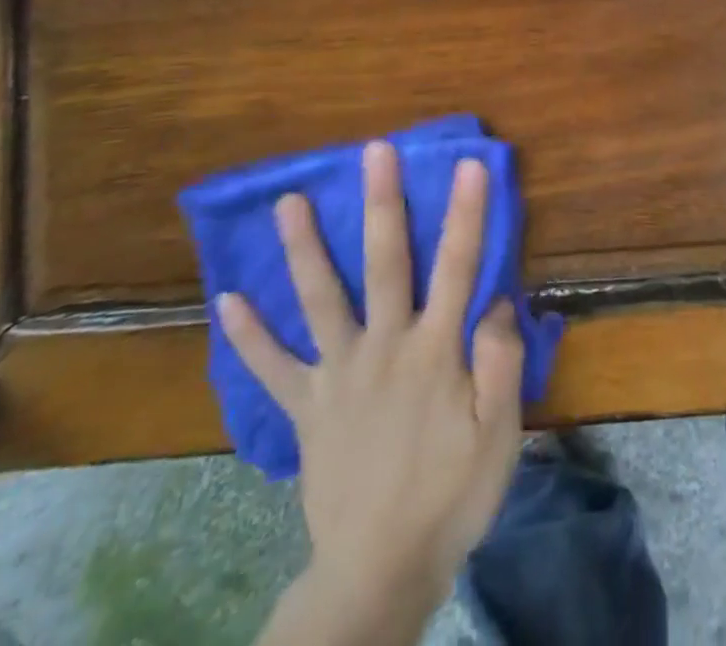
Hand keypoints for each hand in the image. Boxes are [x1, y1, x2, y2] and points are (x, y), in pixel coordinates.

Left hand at [221, 142, 524, 645]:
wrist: (379, 573)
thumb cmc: (451, 497)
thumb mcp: (498, 434)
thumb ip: (499, 361)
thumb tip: (494, 299)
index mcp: (435, 351)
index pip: (458, 267)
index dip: (466, 213)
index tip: (470, 164)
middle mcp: (383, 347)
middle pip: (385, 263)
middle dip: (383, 203)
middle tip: (374, 152)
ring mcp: (337, 375)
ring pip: (321, 300)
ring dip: (305, 248)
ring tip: (288, 202)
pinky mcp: (306, 408)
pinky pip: (272, 368)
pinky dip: (249, 335)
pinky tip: (226, 301)